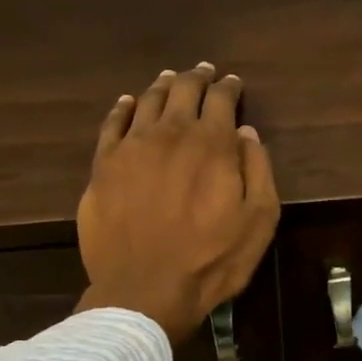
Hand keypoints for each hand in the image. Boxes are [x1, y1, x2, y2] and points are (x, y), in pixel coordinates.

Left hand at [74, 62, 280, 345]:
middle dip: (197, 77)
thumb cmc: (211, 260)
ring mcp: (132, 147)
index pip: (221, 100)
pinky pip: (112, 124)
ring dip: (163, 86)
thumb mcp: (258, 220)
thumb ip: (257, 170)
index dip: (229, 87)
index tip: (233, 83)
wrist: (144, 289)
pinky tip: (128, 102)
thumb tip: (246, 133)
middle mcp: (171, 133)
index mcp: (212, 144)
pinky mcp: (103, 166)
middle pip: (183, 91)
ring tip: (170, 79)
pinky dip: (123, 108)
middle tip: (204, 71)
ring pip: (148, 101)